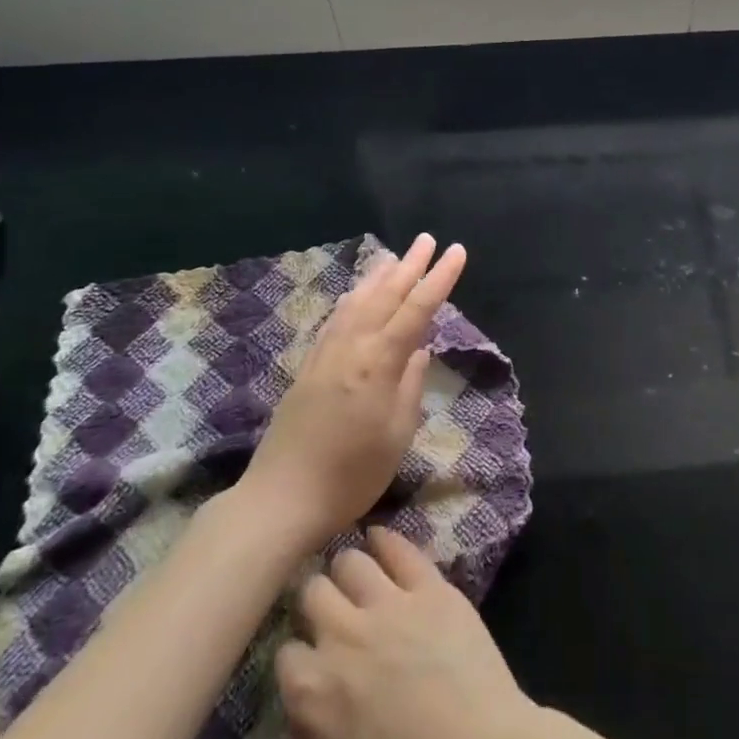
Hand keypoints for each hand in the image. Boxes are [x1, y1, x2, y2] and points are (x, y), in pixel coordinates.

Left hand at [239, 234, 466, 549]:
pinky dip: (351, 299)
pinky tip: (354, 295)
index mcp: (379, 363)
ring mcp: (326, 355)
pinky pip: (335, 319)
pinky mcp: (308, 367)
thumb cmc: (351, 474)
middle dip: (410, 266)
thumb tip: (419, 350)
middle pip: (385, 296)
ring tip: (393, 257)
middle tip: (427, 240)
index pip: (417, 309)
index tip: (457, 252)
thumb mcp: (396, 434)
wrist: (281, 499)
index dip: (439, 279)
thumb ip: (410, 386)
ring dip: (378, 277)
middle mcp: (352, 348)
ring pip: (356, 302)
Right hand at [276, 529, 535, 738]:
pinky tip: (379, 536)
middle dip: (316, 599)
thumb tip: (301, 711)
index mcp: (309, 689)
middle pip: (313, 592)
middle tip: (328, 608)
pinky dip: (385, 539)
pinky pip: (400, 548)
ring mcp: (389, 603)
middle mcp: (341, 634)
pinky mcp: (431, 586)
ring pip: (351, 561)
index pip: (285, 652)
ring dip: (348, 568)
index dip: (298, 654)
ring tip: (353, 572)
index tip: (308, 657)